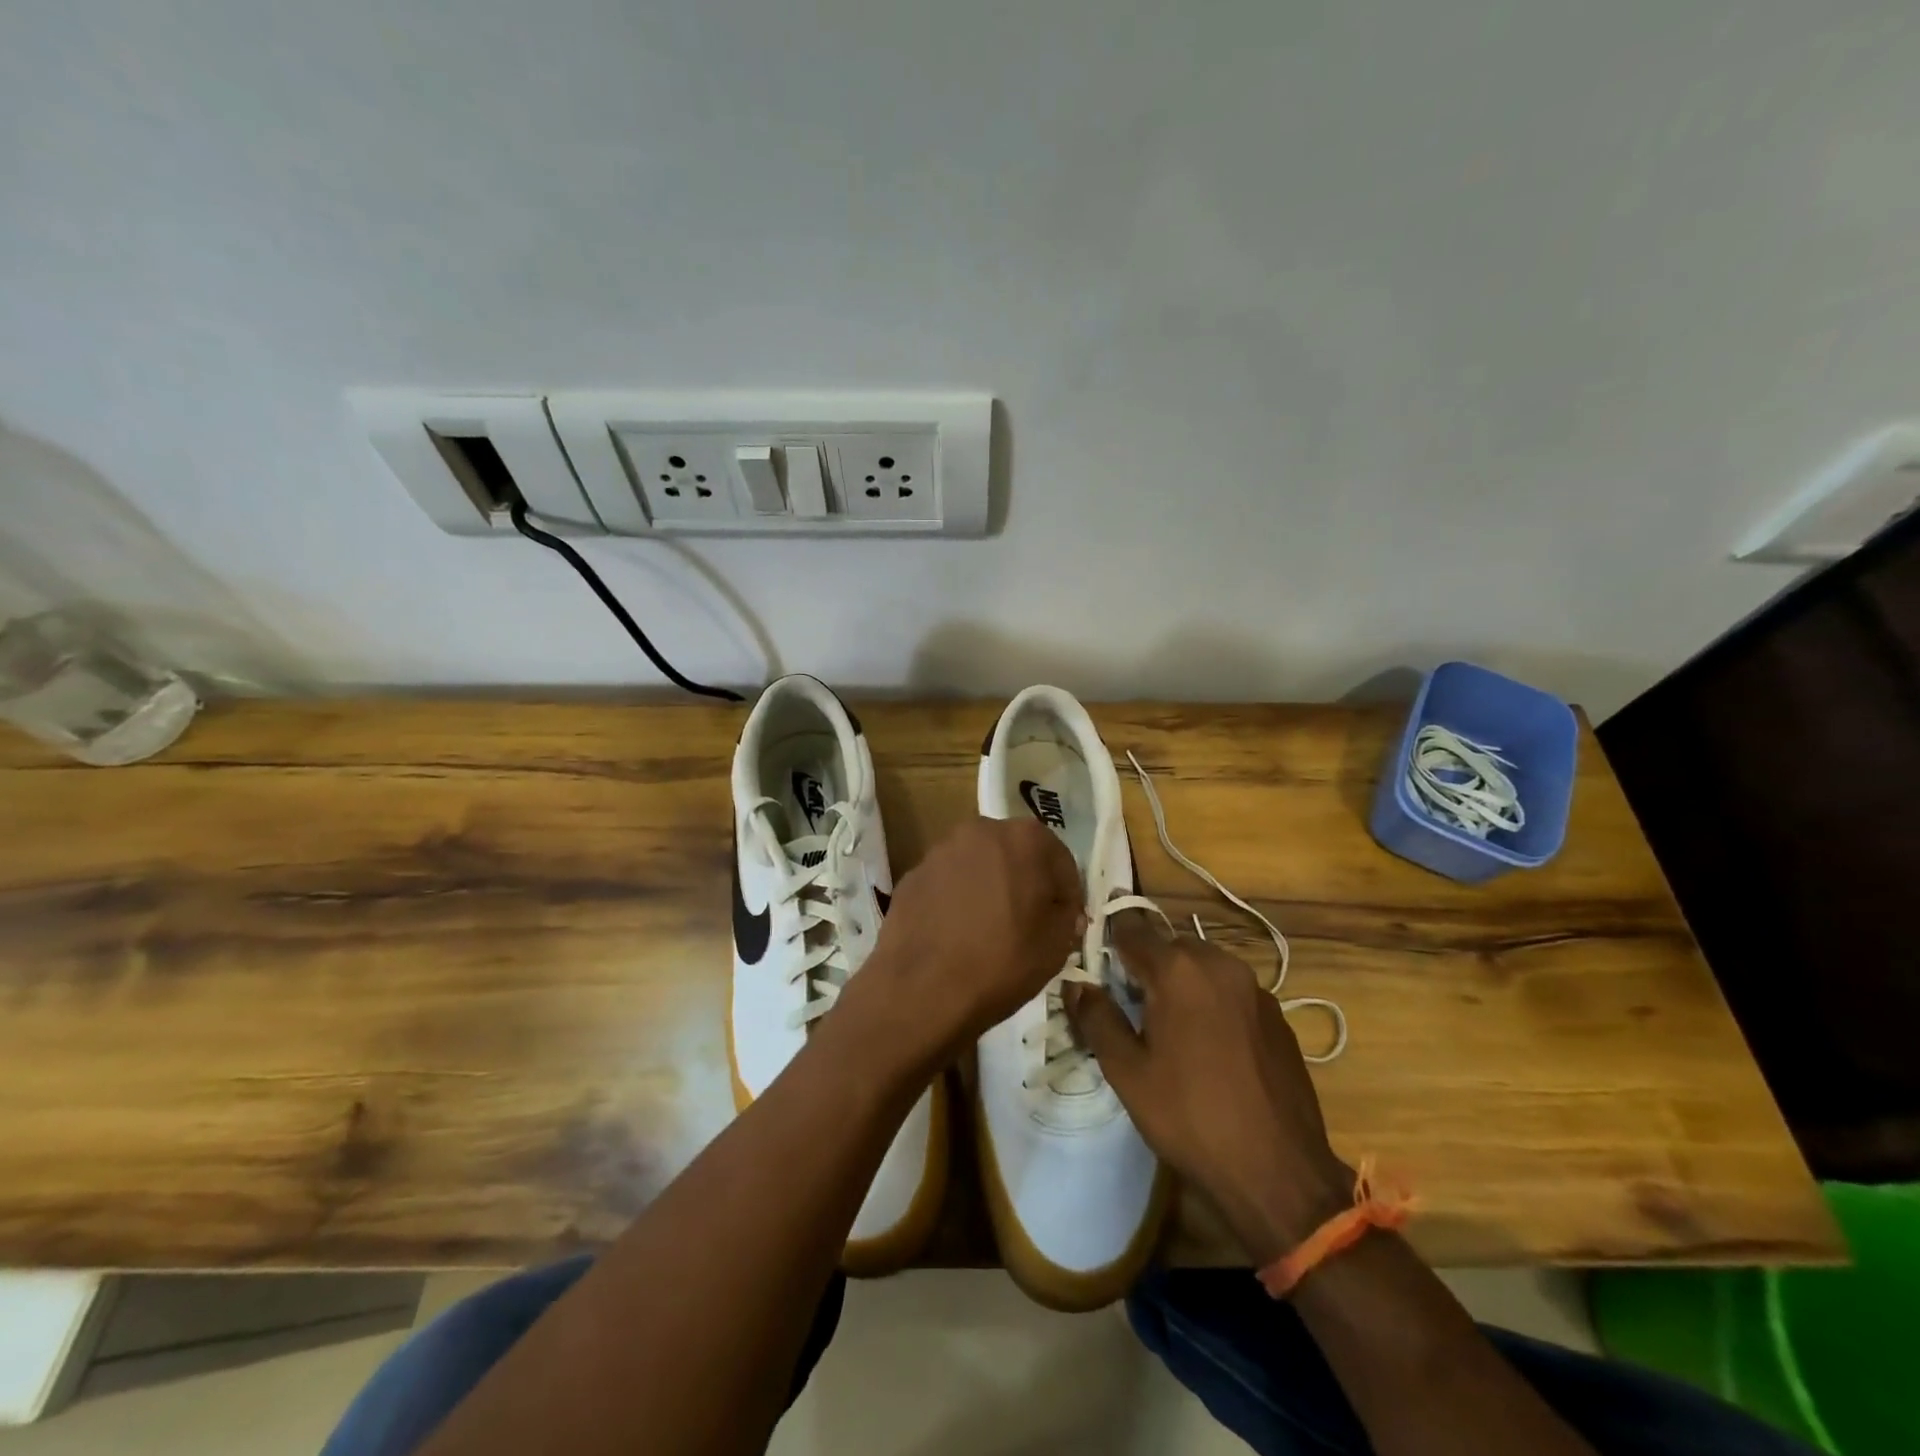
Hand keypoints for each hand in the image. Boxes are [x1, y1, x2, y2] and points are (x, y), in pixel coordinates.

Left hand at [854, 816, 1082, 1064]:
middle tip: (1030, 922)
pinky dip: (957, 900)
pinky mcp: (912, 876)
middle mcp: (980, 831)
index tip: (1066, 922)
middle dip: (1026, 882)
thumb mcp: (1057, 944)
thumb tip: (1060, 909)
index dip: (1067, 893)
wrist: (922, 989)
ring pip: (978, 866)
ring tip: (991, 929)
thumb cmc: (1002, 961)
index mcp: (1023, 838)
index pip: (1059, 860)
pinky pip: (947, 884)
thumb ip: (1067, 915)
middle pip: (1015, 854)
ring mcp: (940, 851)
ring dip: (990, 888)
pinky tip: (957, 934)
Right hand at [1066, 911, 1351, 1263]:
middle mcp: (1219, 965)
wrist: (1279, 1172)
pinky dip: (1212, 1001)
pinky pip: (1232, 991)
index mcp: (1178, 970)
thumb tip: (1075, 985)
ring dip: (1181, 982)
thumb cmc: (1190, 1117)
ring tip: (1168, 1026)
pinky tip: (1209, 1046)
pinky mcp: (1278, 1016)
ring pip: (1204, 966)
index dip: (1109, 941)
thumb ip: (1096, 1018)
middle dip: (1146, 965)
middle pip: (1170, 945)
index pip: (1132, 929)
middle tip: (1129, 1004)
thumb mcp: (1127, 1072)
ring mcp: (1255, 989)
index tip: (1095, 962)